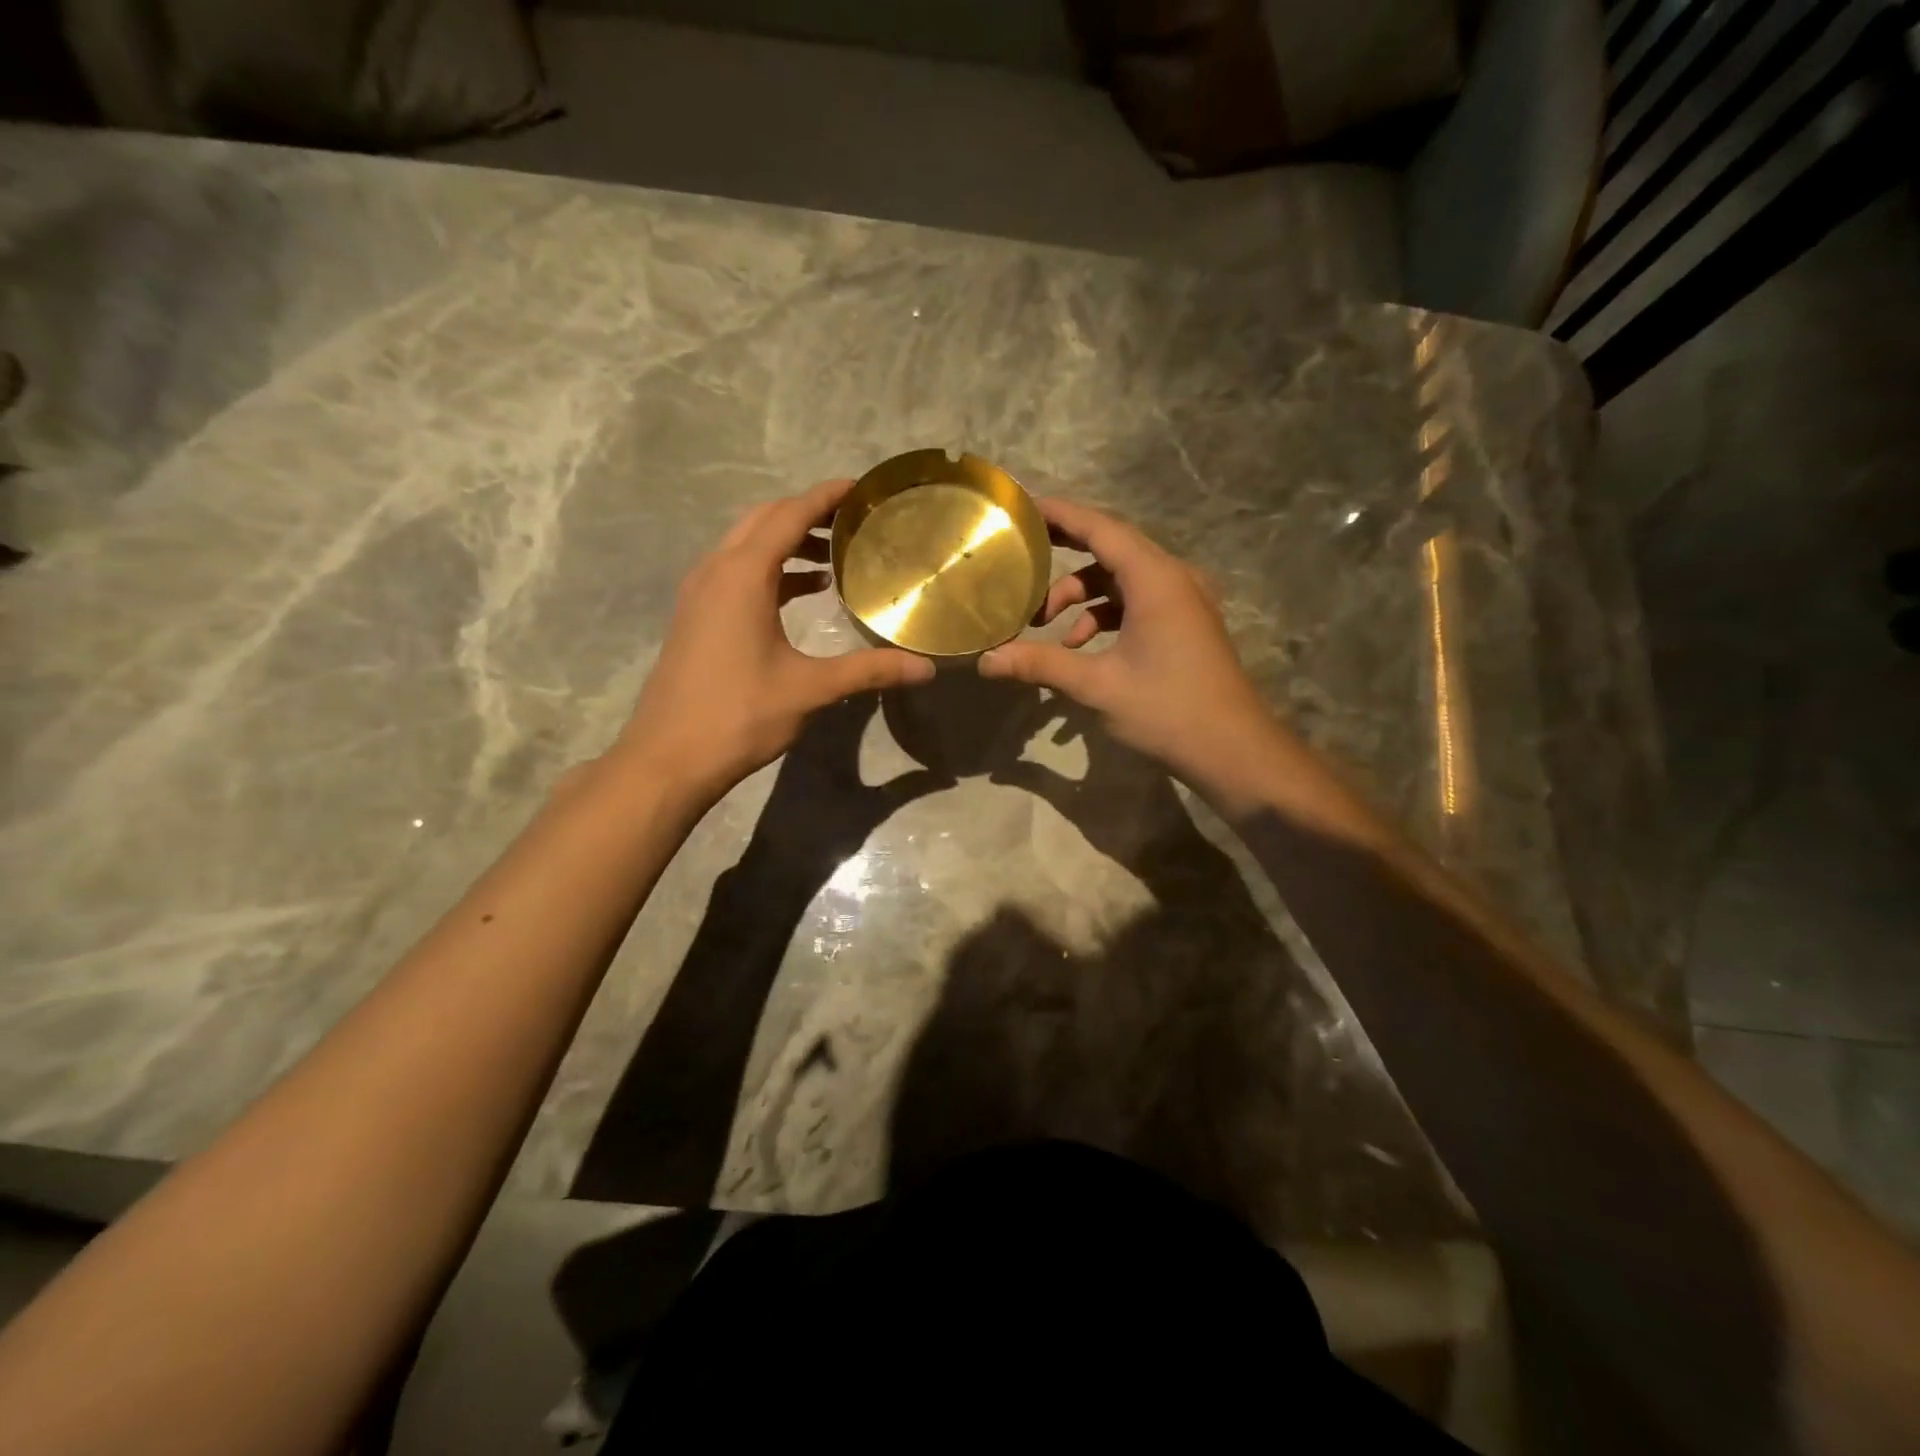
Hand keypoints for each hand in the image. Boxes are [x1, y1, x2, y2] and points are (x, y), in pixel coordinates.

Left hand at [616, 479, 933, 799]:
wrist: (669, 757)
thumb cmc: (739, 715)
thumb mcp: (810, 689)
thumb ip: (869, 671)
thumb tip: (925, 668)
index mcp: (742, 575)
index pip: (788, 516)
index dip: (825, 497)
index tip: (860, 488)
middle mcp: (716, 571)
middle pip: (763, 520)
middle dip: (806, 513)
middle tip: (852, 521)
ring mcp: (699, 593)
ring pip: (745, 545)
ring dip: (786, 541)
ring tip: (833, 555)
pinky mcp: (695, 616)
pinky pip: (735, 572)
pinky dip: (770, 569)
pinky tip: (800, 592)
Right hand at [977, 497, 1284, 801]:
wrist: (1234, 750)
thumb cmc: (1167, 710)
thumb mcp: (1097, 686)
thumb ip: (1040, 665)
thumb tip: (986, 661)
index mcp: (1155, 579)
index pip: (1101, 528)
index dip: (1060, 515)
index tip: (1023, 508)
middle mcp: (1173, 578)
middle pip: (1111, 548)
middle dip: (1064, 553)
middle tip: (1021, 556)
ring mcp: (1183, 601)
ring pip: (1122, 579)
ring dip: (1082, 594)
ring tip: (1043, 623)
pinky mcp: (1185, 623)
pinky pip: (1137, 602)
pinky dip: (1105, 614)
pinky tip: (1078, 646)